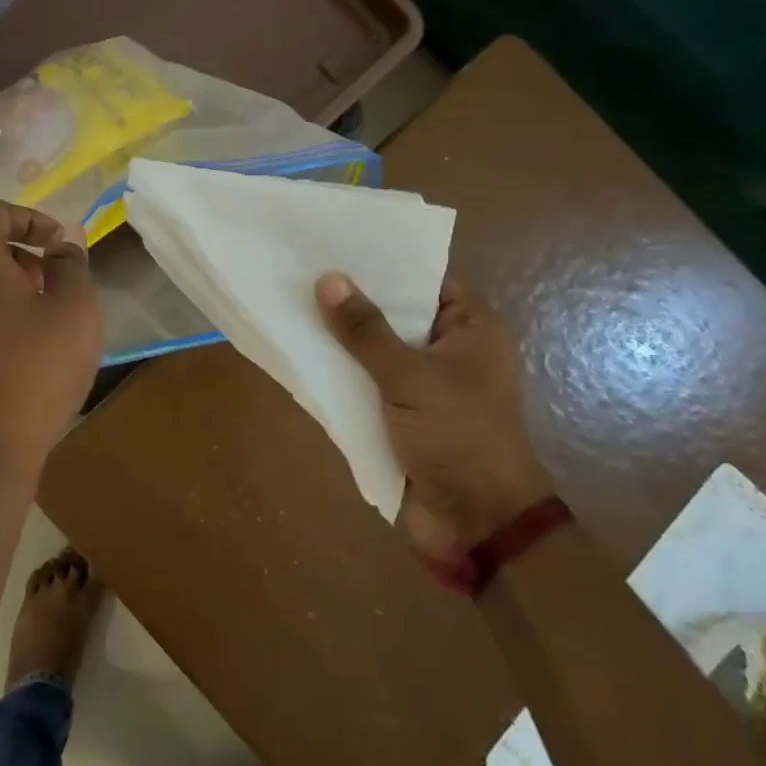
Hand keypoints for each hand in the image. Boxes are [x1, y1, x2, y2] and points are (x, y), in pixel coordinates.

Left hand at [0, 201, 102, 477]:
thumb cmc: (37, 369)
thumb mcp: (75, 309)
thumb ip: (72, 265)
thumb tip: (61, 248)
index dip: (32, 218)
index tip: (60, 243)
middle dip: (17, 251)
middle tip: (50, 279)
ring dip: (0, 282)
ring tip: (35, 314)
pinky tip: (11, 344)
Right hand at [316, 272, 551, 557]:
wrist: (475, 523)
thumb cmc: (459, 437)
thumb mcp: (411, 377)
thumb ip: (366, 331)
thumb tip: (328, 279)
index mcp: (471, 329)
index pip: (425, 278)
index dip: (384, 261)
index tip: (336, 242)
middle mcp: (447, 349)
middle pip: (395, 313)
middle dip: (352, 298)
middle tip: (301, 268)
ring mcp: (422, 384)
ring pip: (375, 350)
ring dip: (340, 337)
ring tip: (290, 301)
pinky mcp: (399, 414)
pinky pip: (365, 383)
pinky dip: (339, 372)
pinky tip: (300, 351)